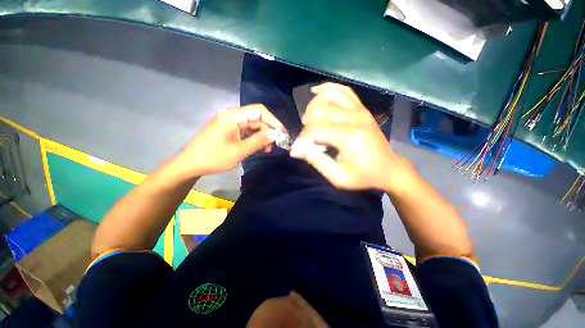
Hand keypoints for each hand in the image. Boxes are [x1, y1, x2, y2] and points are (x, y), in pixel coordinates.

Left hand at [173, 104, 284, 177]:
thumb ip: (258, 141)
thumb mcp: (239, 151)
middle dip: (268, 131)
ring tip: (266, 150)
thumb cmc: (213, 158)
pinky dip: (254, 138)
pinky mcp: (229, 129)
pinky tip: (257, 147)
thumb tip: (276, 134)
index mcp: (233, 116)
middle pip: (257, 118)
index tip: (282, 134)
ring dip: (262, 136)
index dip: (274, 121)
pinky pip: (246, 130)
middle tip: (274, 146)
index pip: (259, 111)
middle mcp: (232, 115)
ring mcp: (230, 122)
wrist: (190, 164)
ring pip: (253, 125)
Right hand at [290, 83, 405, 190]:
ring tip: (310, 120)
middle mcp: (355, 118)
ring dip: (313, 107)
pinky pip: (343, 90)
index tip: (299, 150)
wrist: (389, 169)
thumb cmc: (364, 176)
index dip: (302, 139)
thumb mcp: (339, 178)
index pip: (315, 130)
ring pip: (329, 96)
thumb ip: (317, 162)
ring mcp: (360, 110)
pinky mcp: (362, 108)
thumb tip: (297, 149)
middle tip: (308, 138)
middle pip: (319, 109)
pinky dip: (328, 88)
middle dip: (307, 124)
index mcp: (349, 137)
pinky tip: (316, 91)